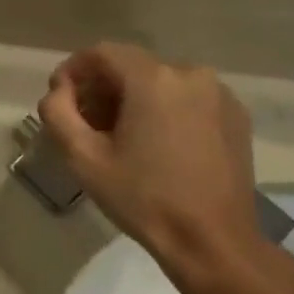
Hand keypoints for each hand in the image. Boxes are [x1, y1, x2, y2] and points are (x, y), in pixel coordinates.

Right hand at [37, 43, 265, 291]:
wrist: (212, 241)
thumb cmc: (142, 198)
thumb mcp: (82, 157)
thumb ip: (57, 112)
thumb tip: (59, 91)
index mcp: (153, 79)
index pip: (101, 53)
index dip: (73, 70)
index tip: (59, 98)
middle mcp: (191, 74)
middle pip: (131, 66)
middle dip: (102, 88)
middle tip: (84, 124)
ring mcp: (219, 94)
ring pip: (160, 82)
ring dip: (132, 100)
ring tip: (119, 137)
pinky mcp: (235, 116)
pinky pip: (187, 99)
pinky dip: (163, 110)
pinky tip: (154, 145)